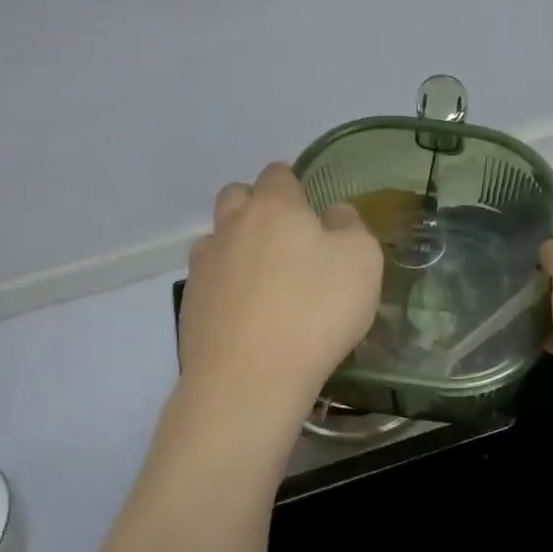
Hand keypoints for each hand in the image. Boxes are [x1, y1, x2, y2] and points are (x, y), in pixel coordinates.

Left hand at [180, 163, 383, 415]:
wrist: (249, 378)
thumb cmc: (315, 310)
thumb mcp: (362, 260)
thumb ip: (350, 225)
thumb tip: (333, 213)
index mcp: (274, 206)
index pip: (277, 174)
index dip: (294, 186)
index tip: (310, 211)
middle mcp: (231, 225)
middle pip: (236, 196)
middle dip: (256, 206)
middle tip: (285, 240)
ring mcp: (204, 265)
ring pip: (217, 237)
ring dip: (237, 245)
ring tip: (263, 279)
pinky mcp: (190, 303)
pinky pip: (208, 278)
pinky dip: (224, 285)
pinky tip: (245, 312)